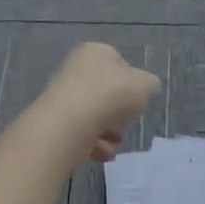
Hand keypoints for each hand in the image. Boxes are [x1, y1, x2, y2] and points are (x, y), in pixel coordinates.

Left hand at [40, 43, 160, 162]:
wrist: (70, 123)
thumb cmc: (111, 95)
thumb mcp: (145, 85)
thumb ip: (149, 84)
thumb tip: (145, 88)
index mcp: (95, 52)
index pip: (119, 63)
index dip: (132, 83)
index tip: (138, 100)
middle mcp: (75, 69)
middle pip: (106, 91)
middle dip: (119, 111)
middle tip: (126, 121)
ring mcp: (62, 96)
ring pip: (93, 114)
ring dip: (108, 130)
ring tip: (115, 140)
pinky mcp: (55, 122)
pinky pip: (81, 132)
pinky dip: (94, 143)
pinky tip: (103, 151)